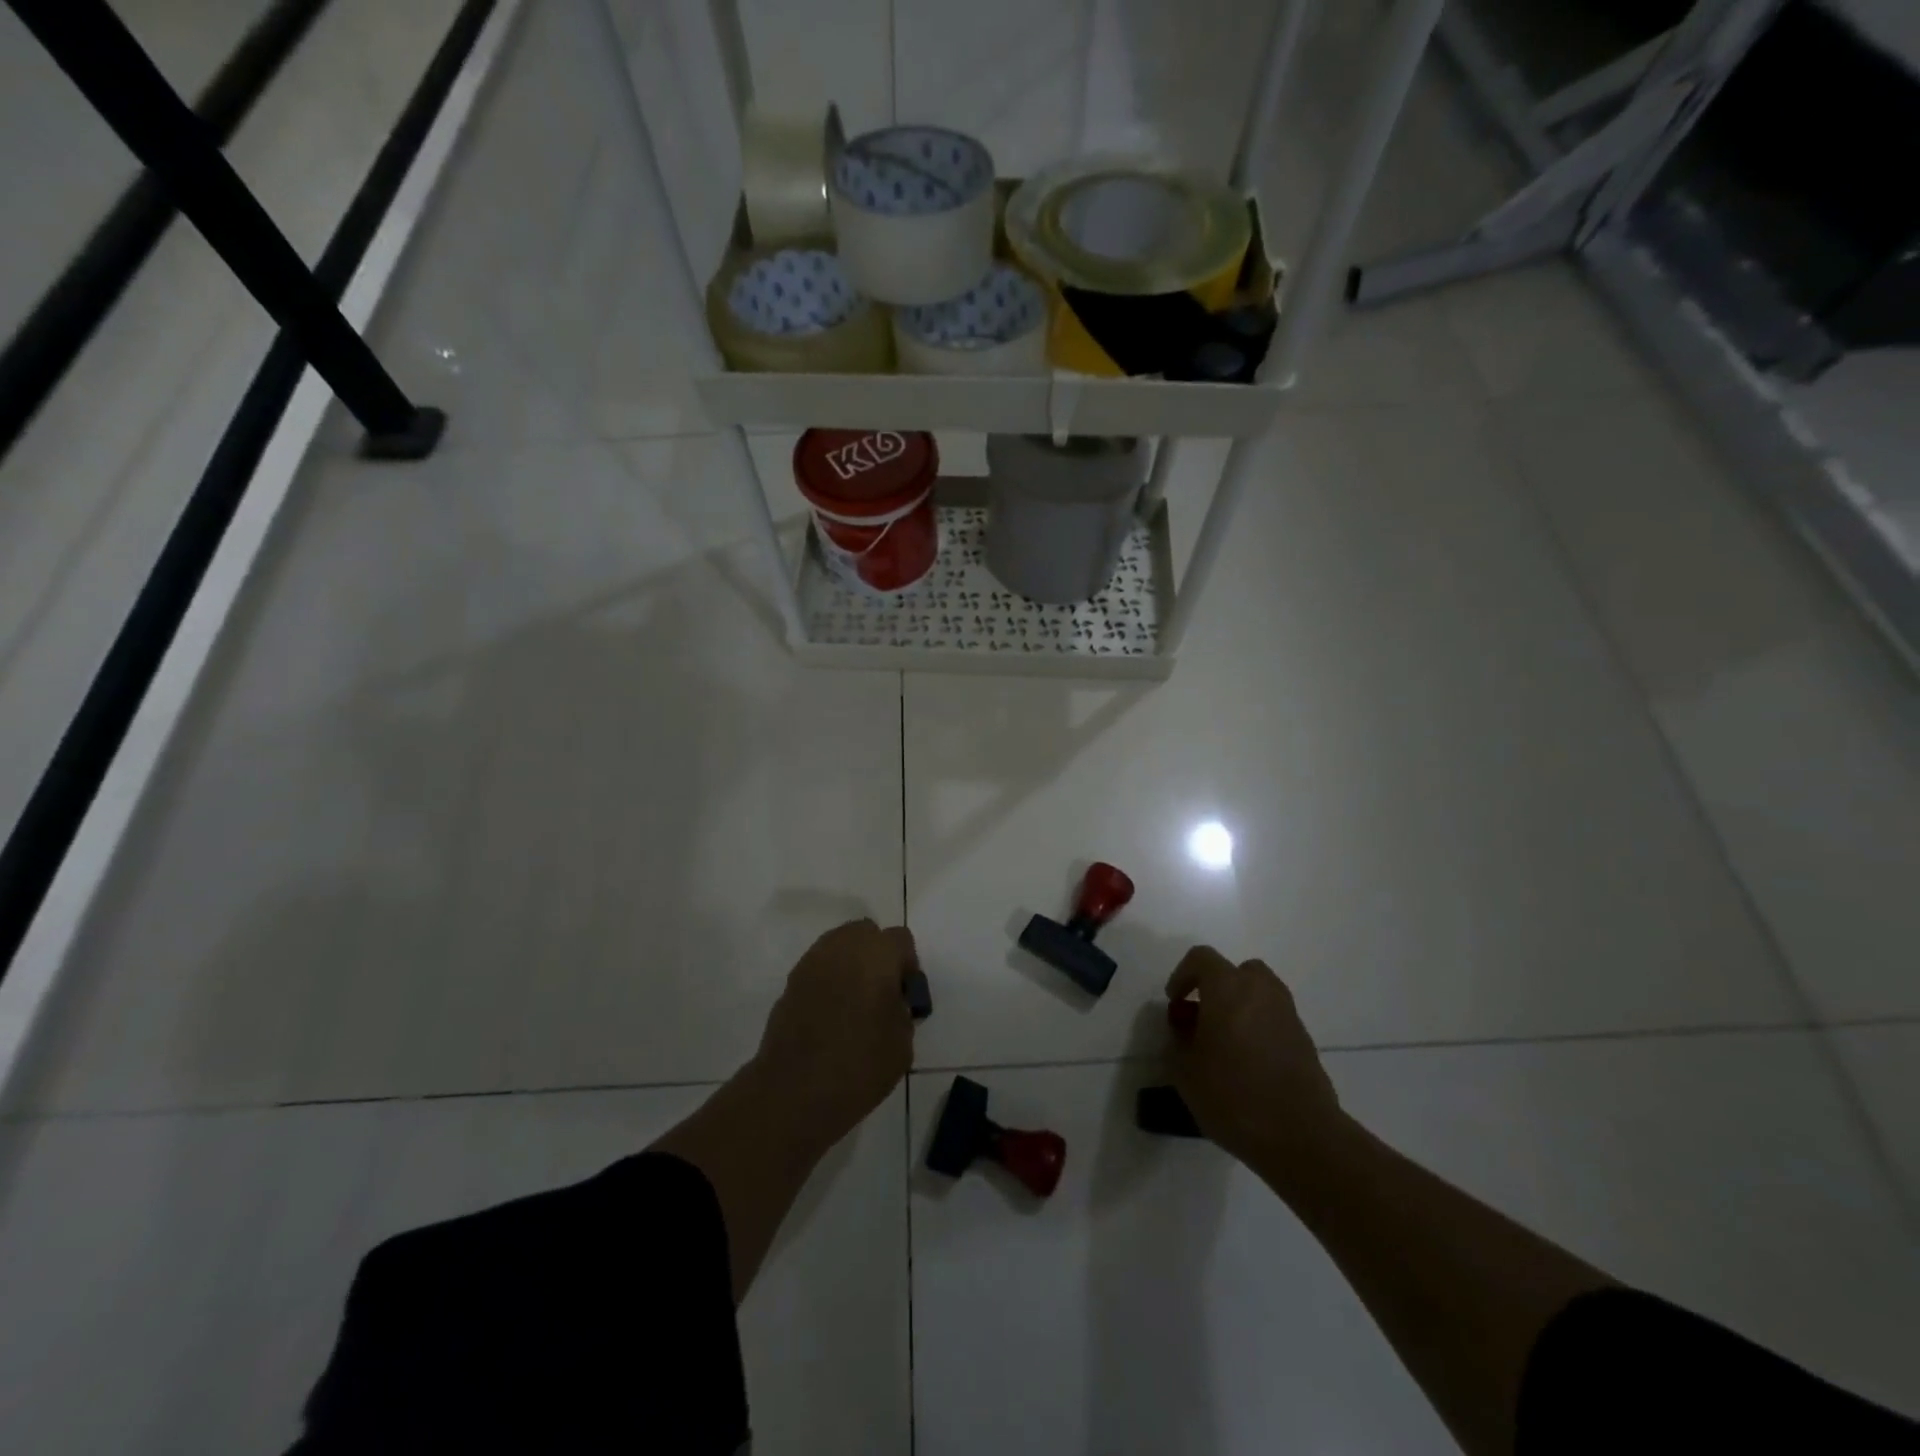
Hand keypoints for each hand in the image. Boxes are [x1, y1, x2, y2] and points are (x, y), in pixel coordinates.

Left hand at [751, 919, 917, 1151]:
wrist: (796, 1090)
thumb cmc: (861, 1065)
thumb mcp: (903, 1042)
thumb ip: (902, 1010)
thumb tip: (892, 1003)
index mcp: (877, 954)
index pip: (900, 939)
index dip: (907, 965)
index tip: (905, 995)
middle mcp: (843, 947)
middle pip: (865, 933)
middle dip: (877, 955)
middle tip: (880, 992)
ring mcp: (811, 962)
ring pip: (838, 946)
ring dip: (850, 964)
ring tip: (853, 1003)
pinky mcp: (790, 982)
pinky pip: (818, 969)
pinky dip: (828, 981)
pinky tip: (830, 1015)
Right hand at [1165, 947, 1347, 1176]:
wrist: (1301, 1136)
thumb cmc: (1233, 1095)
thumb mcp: (1184, 1070)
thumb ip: (1178, 1041)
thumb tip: (1184, 1030)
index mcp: (1228, 988)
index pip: (1201, 959)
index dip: (1182, 975)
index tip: (1174, 1003)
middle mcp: (1261, 991)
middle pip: (1237, 972)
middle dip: (1216, 988)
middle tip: (1202, 1018)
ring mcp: (1288, 1015)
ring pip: (1259, 995)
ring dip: (1239, 1008)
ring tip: (1223, 1043)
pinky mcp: (1305, 1041)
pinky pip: (1273, 1020)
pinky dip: (1258, 1029)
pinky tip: (1247, 1064)